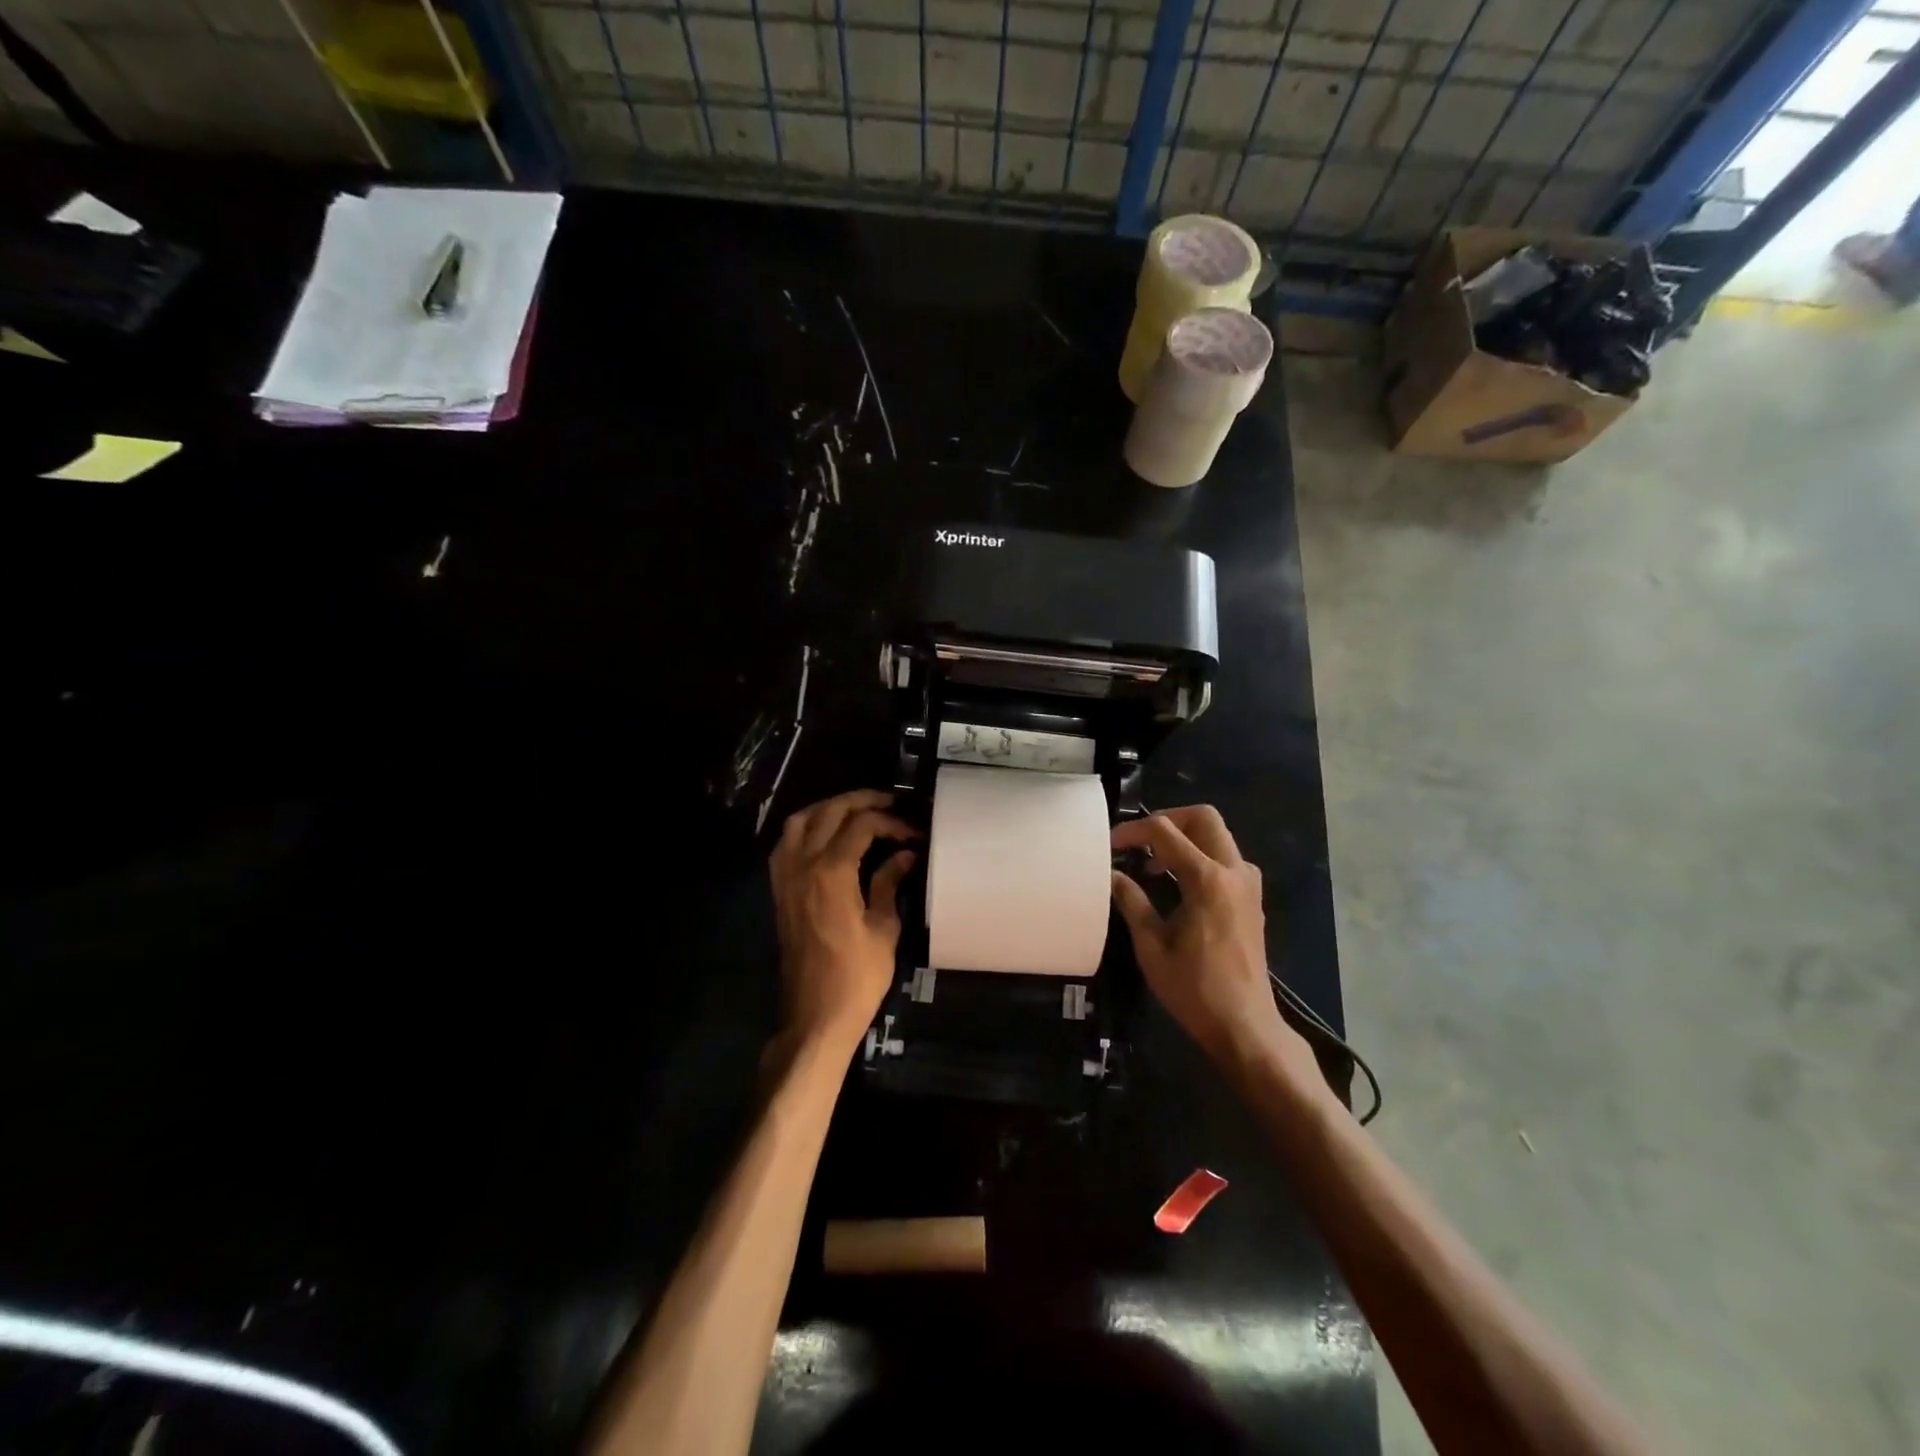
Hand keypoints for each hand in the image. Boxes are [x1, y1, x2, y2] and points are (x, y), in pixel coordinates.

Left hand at [770, 789, 918, 1051]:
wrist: (815, 1016)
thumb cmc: (857, 977)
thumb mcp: (883, 928)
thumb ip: (889, 882)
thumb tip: (904, 854)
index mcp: (831, 872)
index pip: (862, 825)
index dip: (892, 822)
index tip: (914, 833)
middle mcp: (803, 865)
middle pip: (829, 812)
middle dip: (861, 801)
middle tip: (890, 803)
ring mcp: (785, 876)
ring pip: (800, 821)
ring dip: (829, 808)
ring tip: (857, 812)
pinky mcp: (779, 890)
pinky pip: (786, 843)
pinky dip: (807, 829)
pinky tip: (827, 836)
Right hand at [1110, 807, 1315, 1079]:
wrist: (1245, 1025)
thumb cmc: (1194, 989)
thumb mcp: (1152, 946)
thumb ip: (1132, 902)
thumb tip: (1112, 875)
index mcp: (1207, 880)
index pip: (1165, 832)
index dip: (1133, 832)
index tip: (1110, 846)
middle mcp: (1233, 872)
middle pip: (1203, 817)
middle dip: (1168, 819)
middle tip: (1140, 841)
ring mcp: (1248, 884)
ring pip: (1218, 835)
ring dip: (1186, 837)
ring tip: (1154, 863)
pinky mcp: (1252, 899)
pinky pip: (1227, 858)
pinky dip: (1201, 855)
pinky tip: (1179, 882)